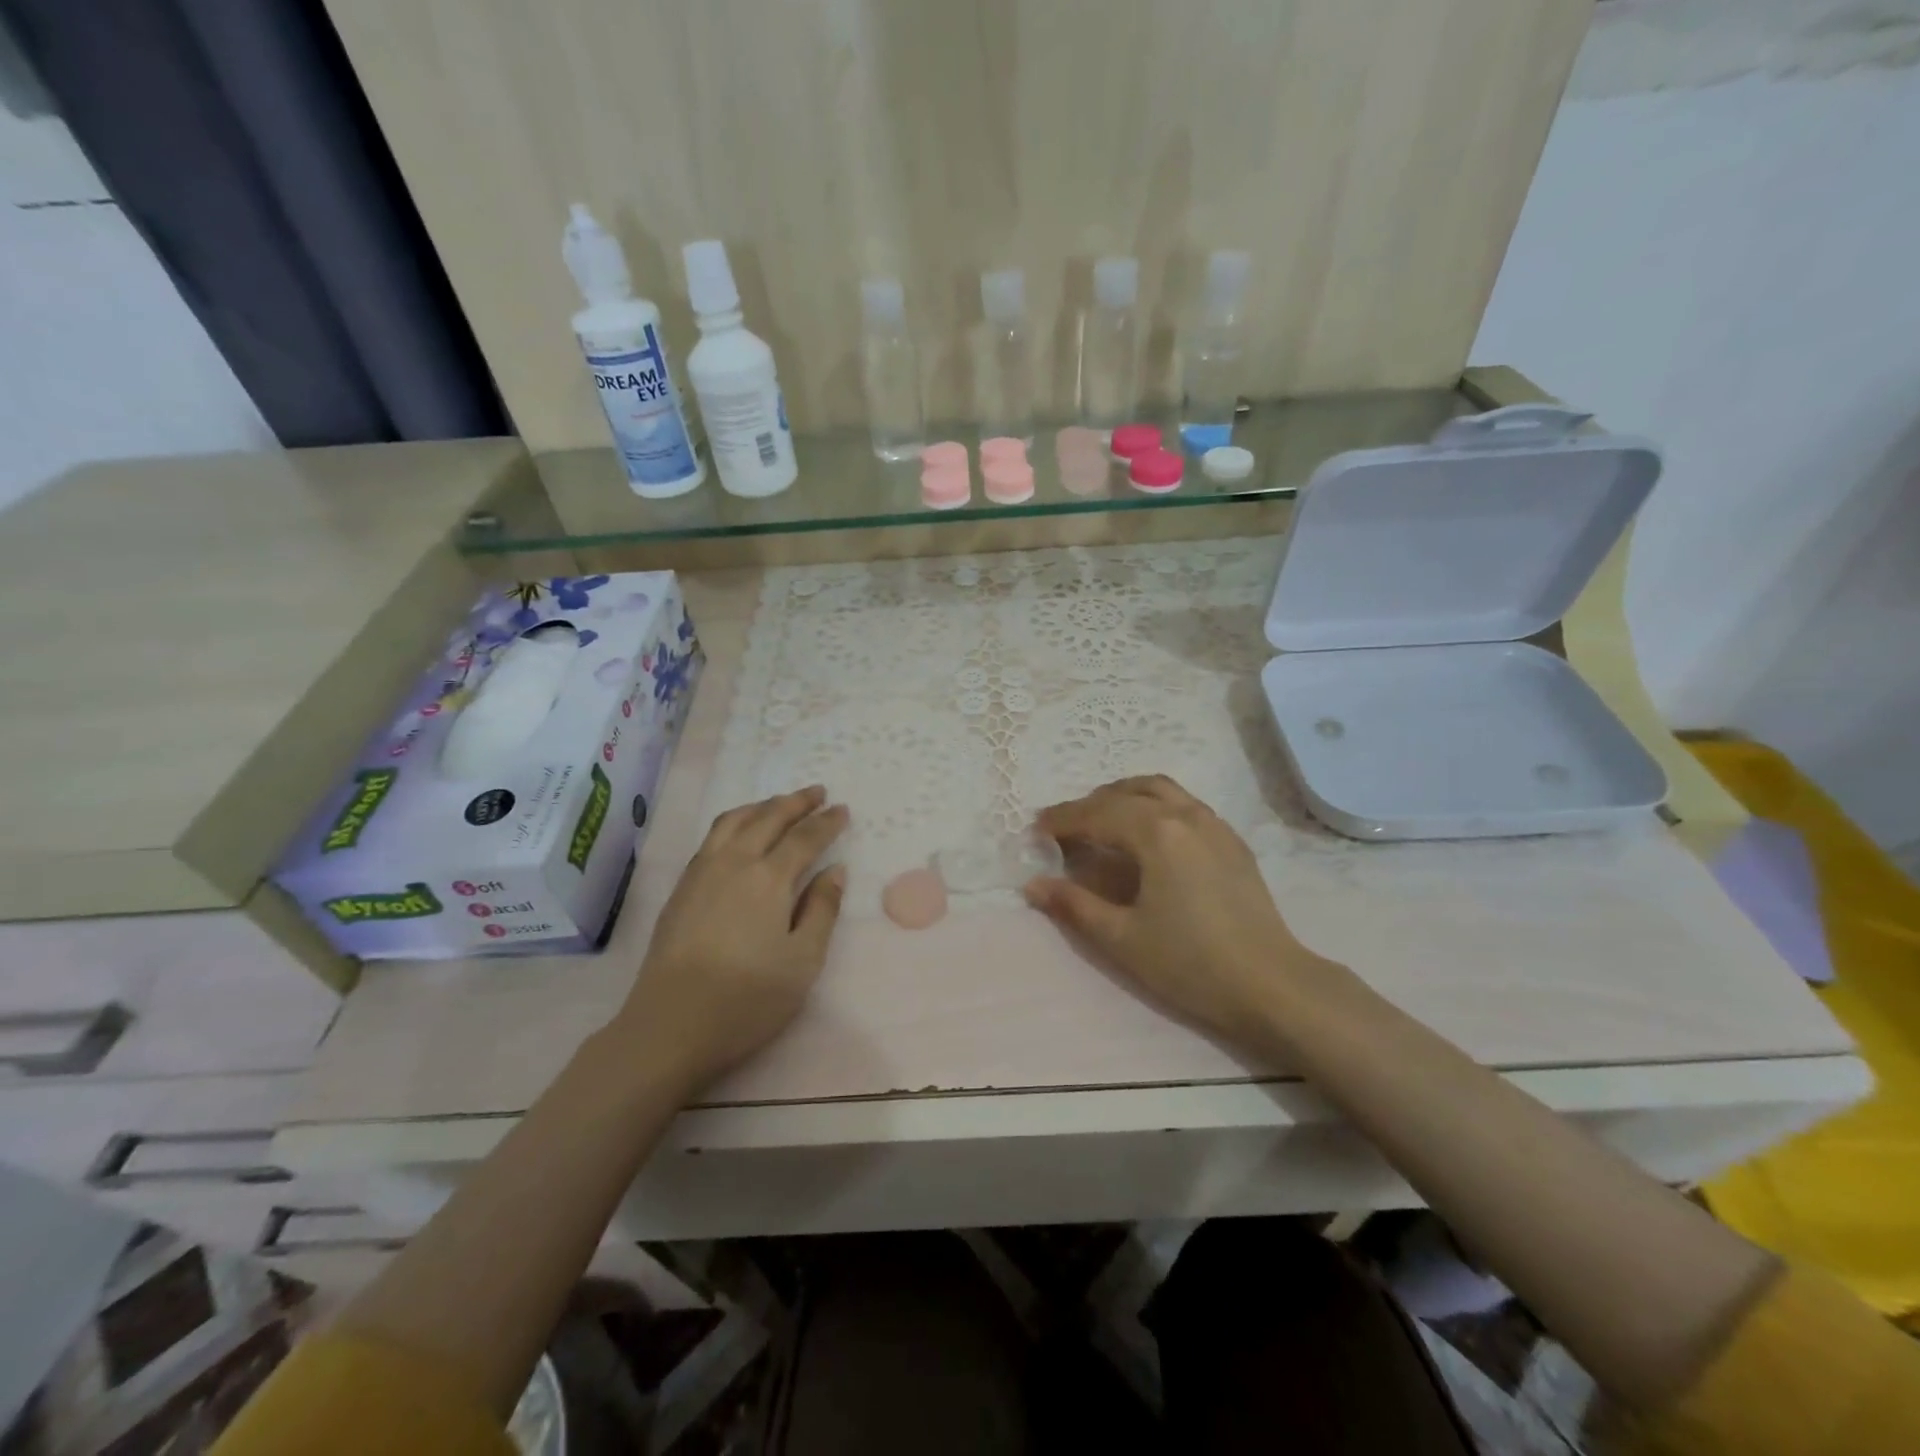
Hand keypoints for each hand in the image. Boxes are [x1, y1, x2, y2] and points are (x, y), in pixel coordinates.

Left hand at [613, 786, 847, 1092]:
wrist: (670, 1026)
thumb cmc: (747, 999)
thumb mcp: (802, 961)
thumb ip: (822, 910)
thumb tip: (835, 870)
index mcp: (769, 879)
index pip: (804, 837)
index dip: (826, 822)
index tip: (843, 809)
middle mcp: (734, 863)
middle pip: (768, 818)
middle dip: (796, 802)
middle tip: (818, 792)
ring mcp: (701, 872)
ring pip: (734, 821)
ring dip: (762, 806)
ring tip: (780, 804)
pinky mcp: (681, 888)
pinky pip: (712, 836)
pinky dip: (735, 821)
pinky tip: (739, 833)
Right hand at [1024, 775, 1333, 1047]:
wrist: (1271, 985)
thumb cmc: (1190, 963)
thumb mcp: (1122, 938)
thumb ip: (1074, 905)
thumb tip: (1033, 884)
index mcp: (1156, 833)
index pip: (1097, 814)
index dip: (1062, 820)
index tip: (1035, 830)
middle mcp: (1185, 815)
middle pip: (1126, 794)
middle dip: (1089, 805)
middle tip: (1063, 828)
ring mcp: (1214, 824)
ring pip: (1160, 790)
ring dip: (1123, 796)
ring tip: (1101, 820)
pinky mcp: (1232, 841)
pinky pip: (1183, 804)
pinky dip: (1153, 805)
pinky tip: (1147, 834)